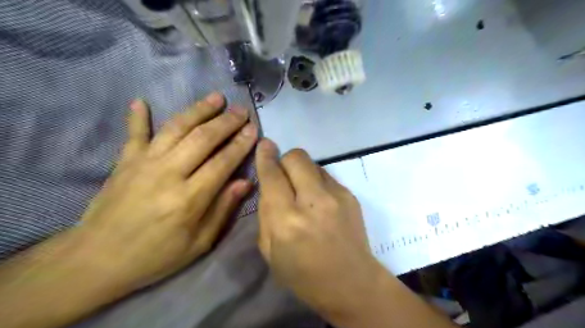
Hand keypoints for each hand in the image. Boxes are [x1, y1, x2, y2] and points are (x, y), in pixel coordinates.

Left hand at [76, 92, 257, 292]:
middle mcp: (168, 174)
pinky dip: (138, 117)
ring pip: (176, 128)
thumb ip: (223, 209)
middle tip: (241, 110)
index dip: (240, 144)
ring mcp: (143, 164)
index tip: (253, 129)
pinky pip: (134, 134)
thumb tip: (245, 182)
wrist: (96, 260)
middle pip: (203, 138)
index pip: (222, 162)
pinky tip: (141, 101)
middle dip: (226, 122)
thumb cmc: (156, 256)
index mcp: (189, 198)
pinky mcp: (124, 162)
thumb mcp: (199, 243)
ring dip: (198, 110)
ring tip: (215, 98)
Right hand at [257, 139, 378, 315]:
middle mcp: (313, 201)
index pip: (272, 175)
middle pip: (296, 157)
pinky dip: (316, 181)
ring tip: (303, 191)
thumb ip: (266, 212)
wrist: (352, 283)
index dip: (265, 156)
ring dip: (301, 171)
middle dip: (284, 160)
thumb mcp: (270, 250)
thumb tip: (269, 184)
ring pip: (312, 163)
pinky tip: (319, 201)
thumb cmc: (303, 275)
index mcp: (287, 220)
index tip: (264, 144)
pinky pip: (326, 175)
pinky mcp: (350, 195)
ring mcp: (336, 195)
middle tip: (283, 176)